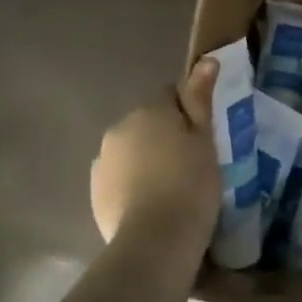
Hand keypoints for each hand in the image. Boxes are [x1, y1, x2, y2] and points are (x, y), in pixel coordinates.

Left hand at [91, 59, 220, 244]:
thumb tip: (206, 60)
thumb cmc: (191, 185)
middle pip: (147, 124)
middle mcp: (118, 128)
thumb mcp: (205, 140)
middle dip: (164, 137)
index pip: (170, 95)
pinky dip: (134, 186)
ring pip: (131, 152)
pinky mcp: (96, 192)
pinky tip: (152, 206)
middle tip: (192, 166)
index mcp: (149, 111)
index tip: (203, 137)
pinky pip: (120, 179)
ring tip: (171, 191)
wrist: (156, 240)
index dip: (188, 113)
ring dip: (147, 161)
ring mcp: (102, 161)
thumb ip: (200, 99)